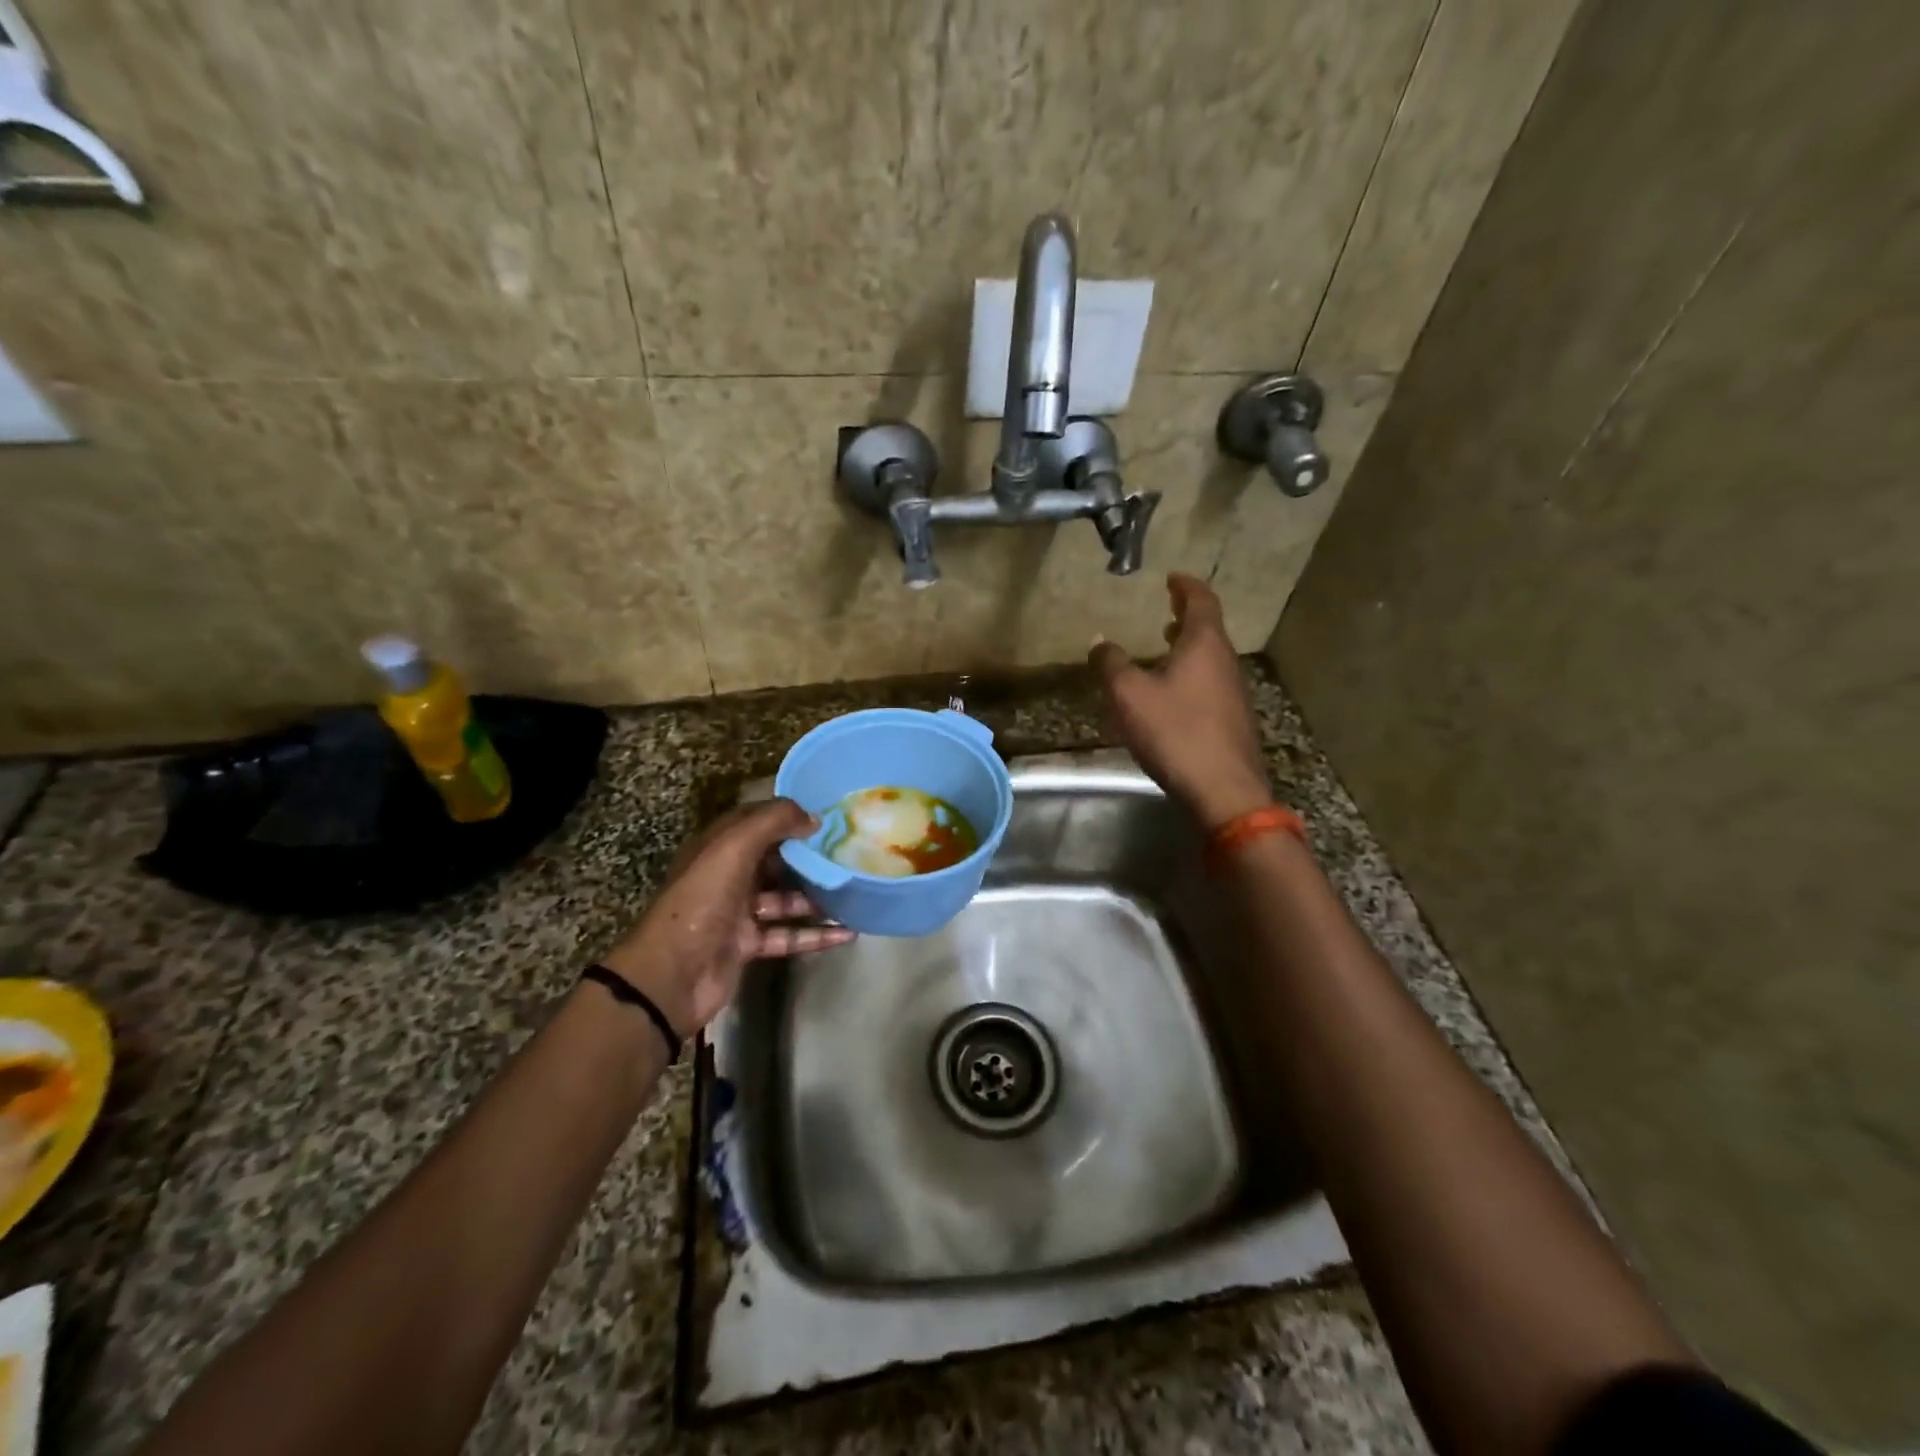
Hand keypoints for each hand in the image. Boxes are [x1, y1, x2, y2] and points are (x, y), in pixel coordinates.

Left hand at [598, 799, 852, 1035]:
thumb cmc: (702, 901)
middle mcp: (727, 876)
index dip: (786, 814)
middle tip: (847, 851)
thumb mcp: (734, 847)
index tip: (825, 815)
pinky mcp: (747, 946)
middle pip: (774, 860)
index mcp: (716, 847)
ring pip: (784, 899)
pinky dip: (815, 935)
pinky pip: (788, 934)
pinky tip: (848, 933)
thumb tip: (813, 817)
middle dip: (807, 855)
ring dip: (816, 896)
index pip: (755, 821)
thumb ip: (773, 822)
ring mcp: (737, 913)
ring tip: (853, 890)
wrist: (672, 975)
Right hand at [1090, 572, 1272, 829]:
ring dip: (1188, 648)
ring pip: (1210, 659)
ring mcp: (1234, 694)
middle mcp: (1225, 663)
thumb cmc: (1175, 732)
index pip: (1201, 601)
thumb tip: (1100, 642)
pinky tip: (1172, 694)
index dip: (1186, 586)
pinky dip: (1192, 675)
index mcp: (1205, 646)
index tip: (1173, 578)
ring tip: (1165, 648)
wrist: (1223, 791)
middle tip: (1167, 611)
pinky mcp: (1232, 722)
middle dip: (1187, 617)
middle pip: (1210, 630)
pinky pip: (1210, 684)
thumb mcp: (1129, 695)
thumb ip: (1112, 664)